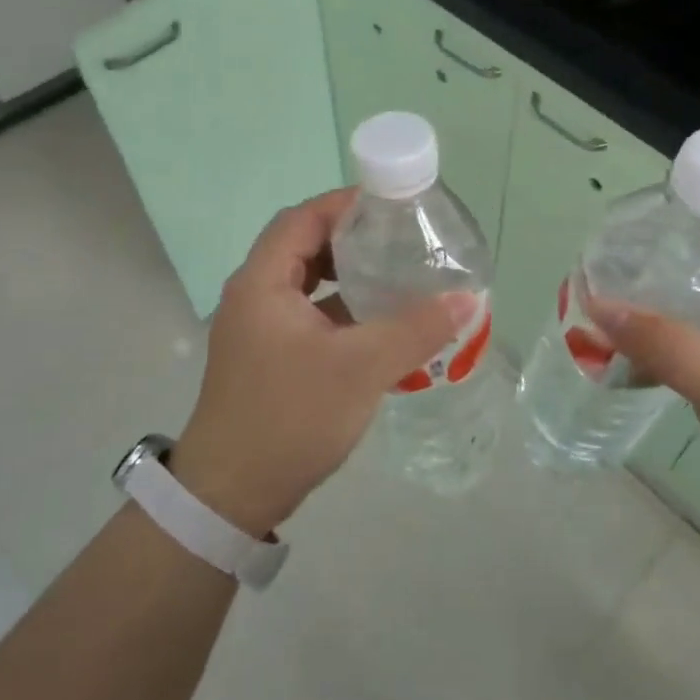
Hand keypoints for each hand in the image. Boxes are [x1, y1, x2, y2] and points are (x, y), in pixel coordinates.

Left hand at [168, 189, 478, 535]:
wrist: (232, 495)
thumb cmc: (290, 417)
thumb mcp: (361, 369)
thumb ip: (415, 329)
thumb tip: (468, 298)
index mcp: (262, 283)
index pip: (302, 218)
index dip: (345, 204)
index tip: (392, 205)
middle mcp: (253, 295)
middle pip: (303, 245)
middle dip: (351, 238)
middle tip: (400, 239)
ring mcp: (258, 328)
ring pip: (305, 282)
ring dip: (346, 274)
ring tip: (394, 274)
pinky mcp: (268, 356)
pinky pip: (307, 313)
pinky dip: (340, 308)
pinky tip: (377, 322)